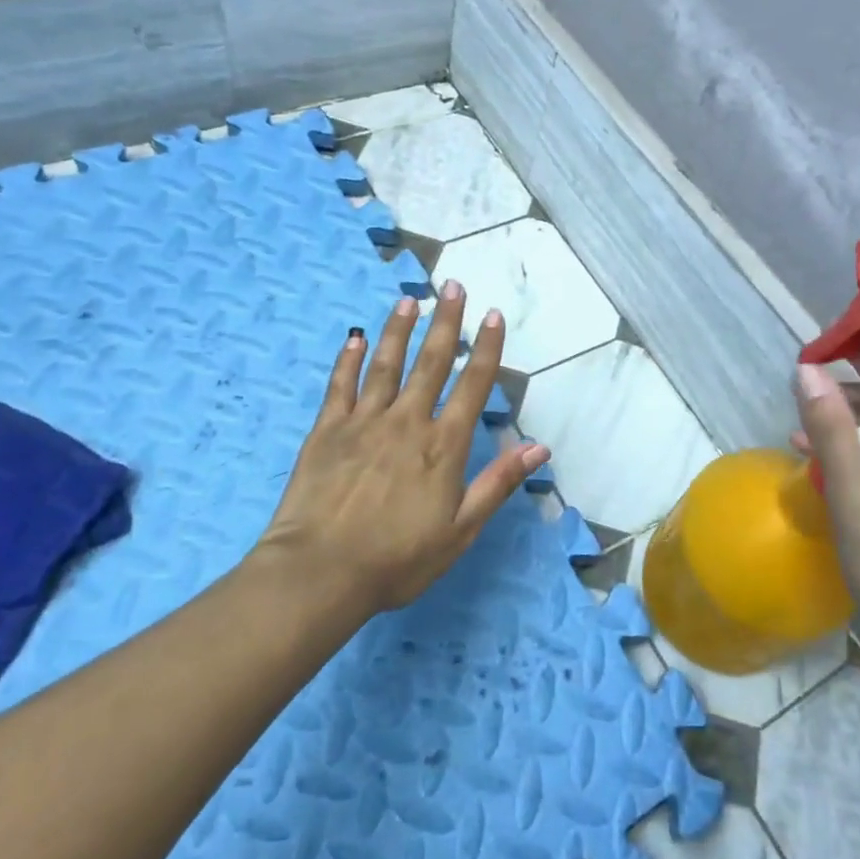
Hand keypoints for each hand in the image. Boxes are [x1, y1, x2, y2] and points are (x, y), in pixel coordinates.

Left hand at [257, 283, 548, 620]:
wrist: (320, 571)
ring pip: (386, 364)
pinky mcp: (326, 430)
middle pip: (431, 363)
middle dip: (446, 322)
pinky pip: (340, 385)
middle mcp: (406, 422)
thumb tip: (539, 447)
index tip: (493, 315)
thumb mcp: (460, 531)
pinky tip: (355, 338)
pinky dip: (349, 359)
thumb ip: (497, 484)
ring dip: (399, 330)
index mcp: (443, 446)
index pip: (472, 386)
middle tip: (454, 286)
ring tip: (409, 300)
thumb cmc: (397, 559)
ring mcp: (363, 422)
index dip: (486, 349)